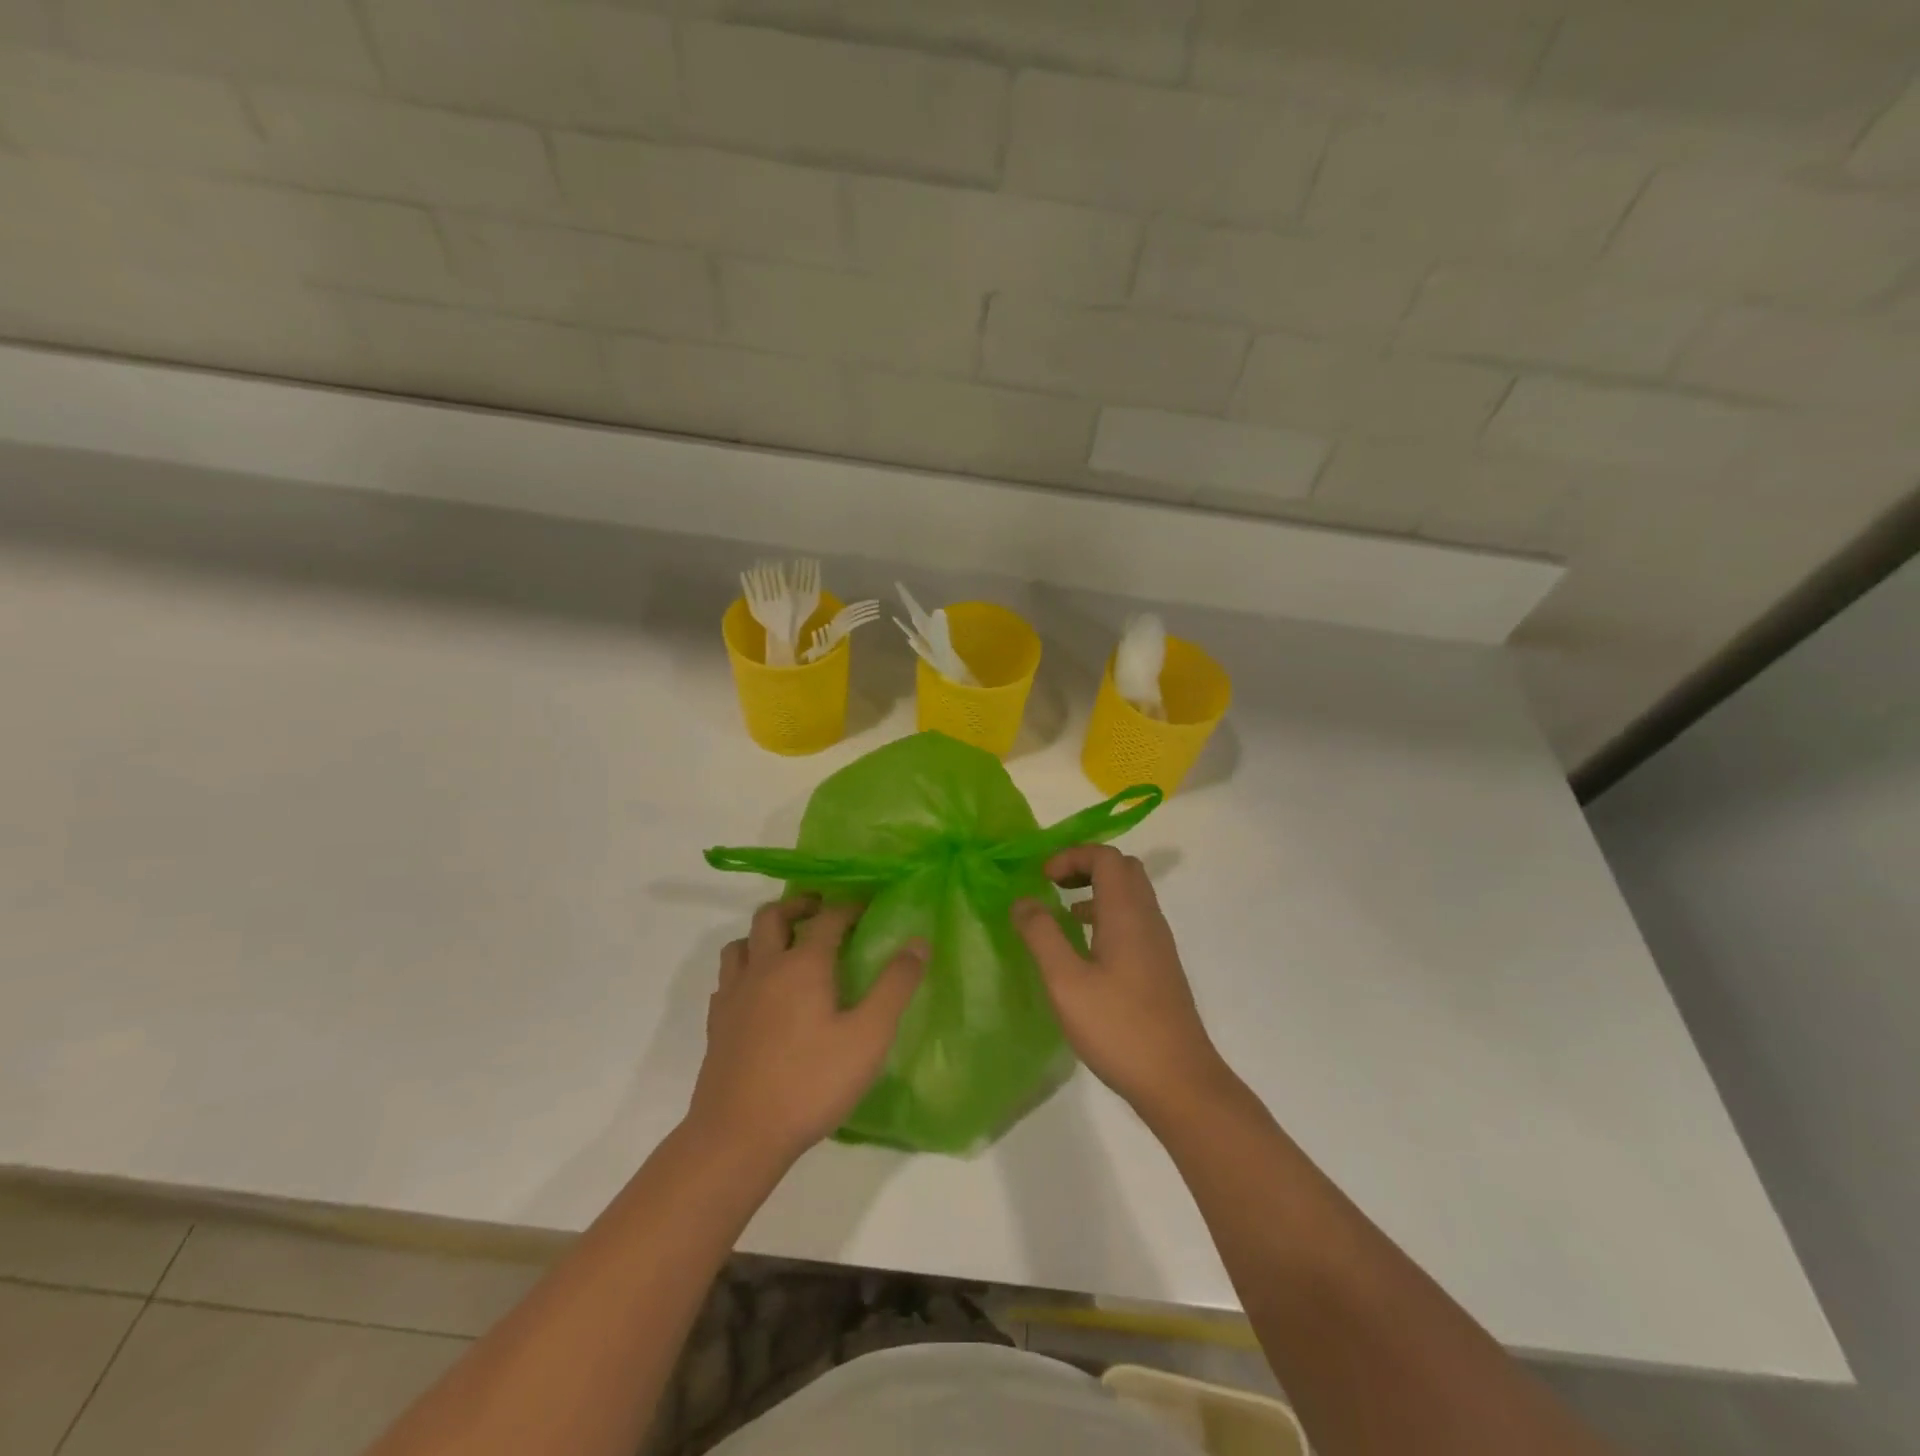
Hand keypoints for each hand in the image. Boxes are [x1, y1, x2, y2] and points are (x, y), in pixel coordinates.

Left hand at [687, 898, 925, 1166]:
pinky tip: (757, 991)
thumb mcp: (868, 1036)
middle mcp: (764, 968)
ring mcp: (734, 995)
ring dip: (764, 934)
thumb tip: (918, 942)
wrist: (738, 1136)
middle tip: (819, 910)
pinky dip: (744, 969)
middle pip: (772, 916)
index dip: (849, 907)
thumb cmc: (811, 1083)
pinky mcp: (717, 1023)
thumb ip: (895, 986)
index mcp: (803, 965)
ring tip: (785, 945)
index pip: (828, 918)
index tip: (866, 906)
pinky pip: (727, 978)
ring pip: (741, 943)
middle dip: (798, 906)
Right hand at [1013, 847, 1230, 1119]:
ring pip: (1131, 895)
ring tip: (1063, 914)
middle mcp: (1148, 919)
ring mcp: (1158, 944)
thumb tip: (1022, 900)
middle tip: (1054, 885)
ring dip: (1097, 891)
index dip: (1072, 856)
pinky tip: (1086, 950)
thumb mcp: (1065, 982)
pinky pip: (1134, 920)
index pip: (1106, 857)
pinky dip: (1107, 916)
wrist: (1179, 1081)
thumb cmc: (1118, 1028)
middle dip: (1086, 866)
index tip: (1042, 878)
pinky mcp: (1160, 967)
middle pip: (1123, 869)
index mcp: (1127, 913)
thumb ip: (1041, 935)